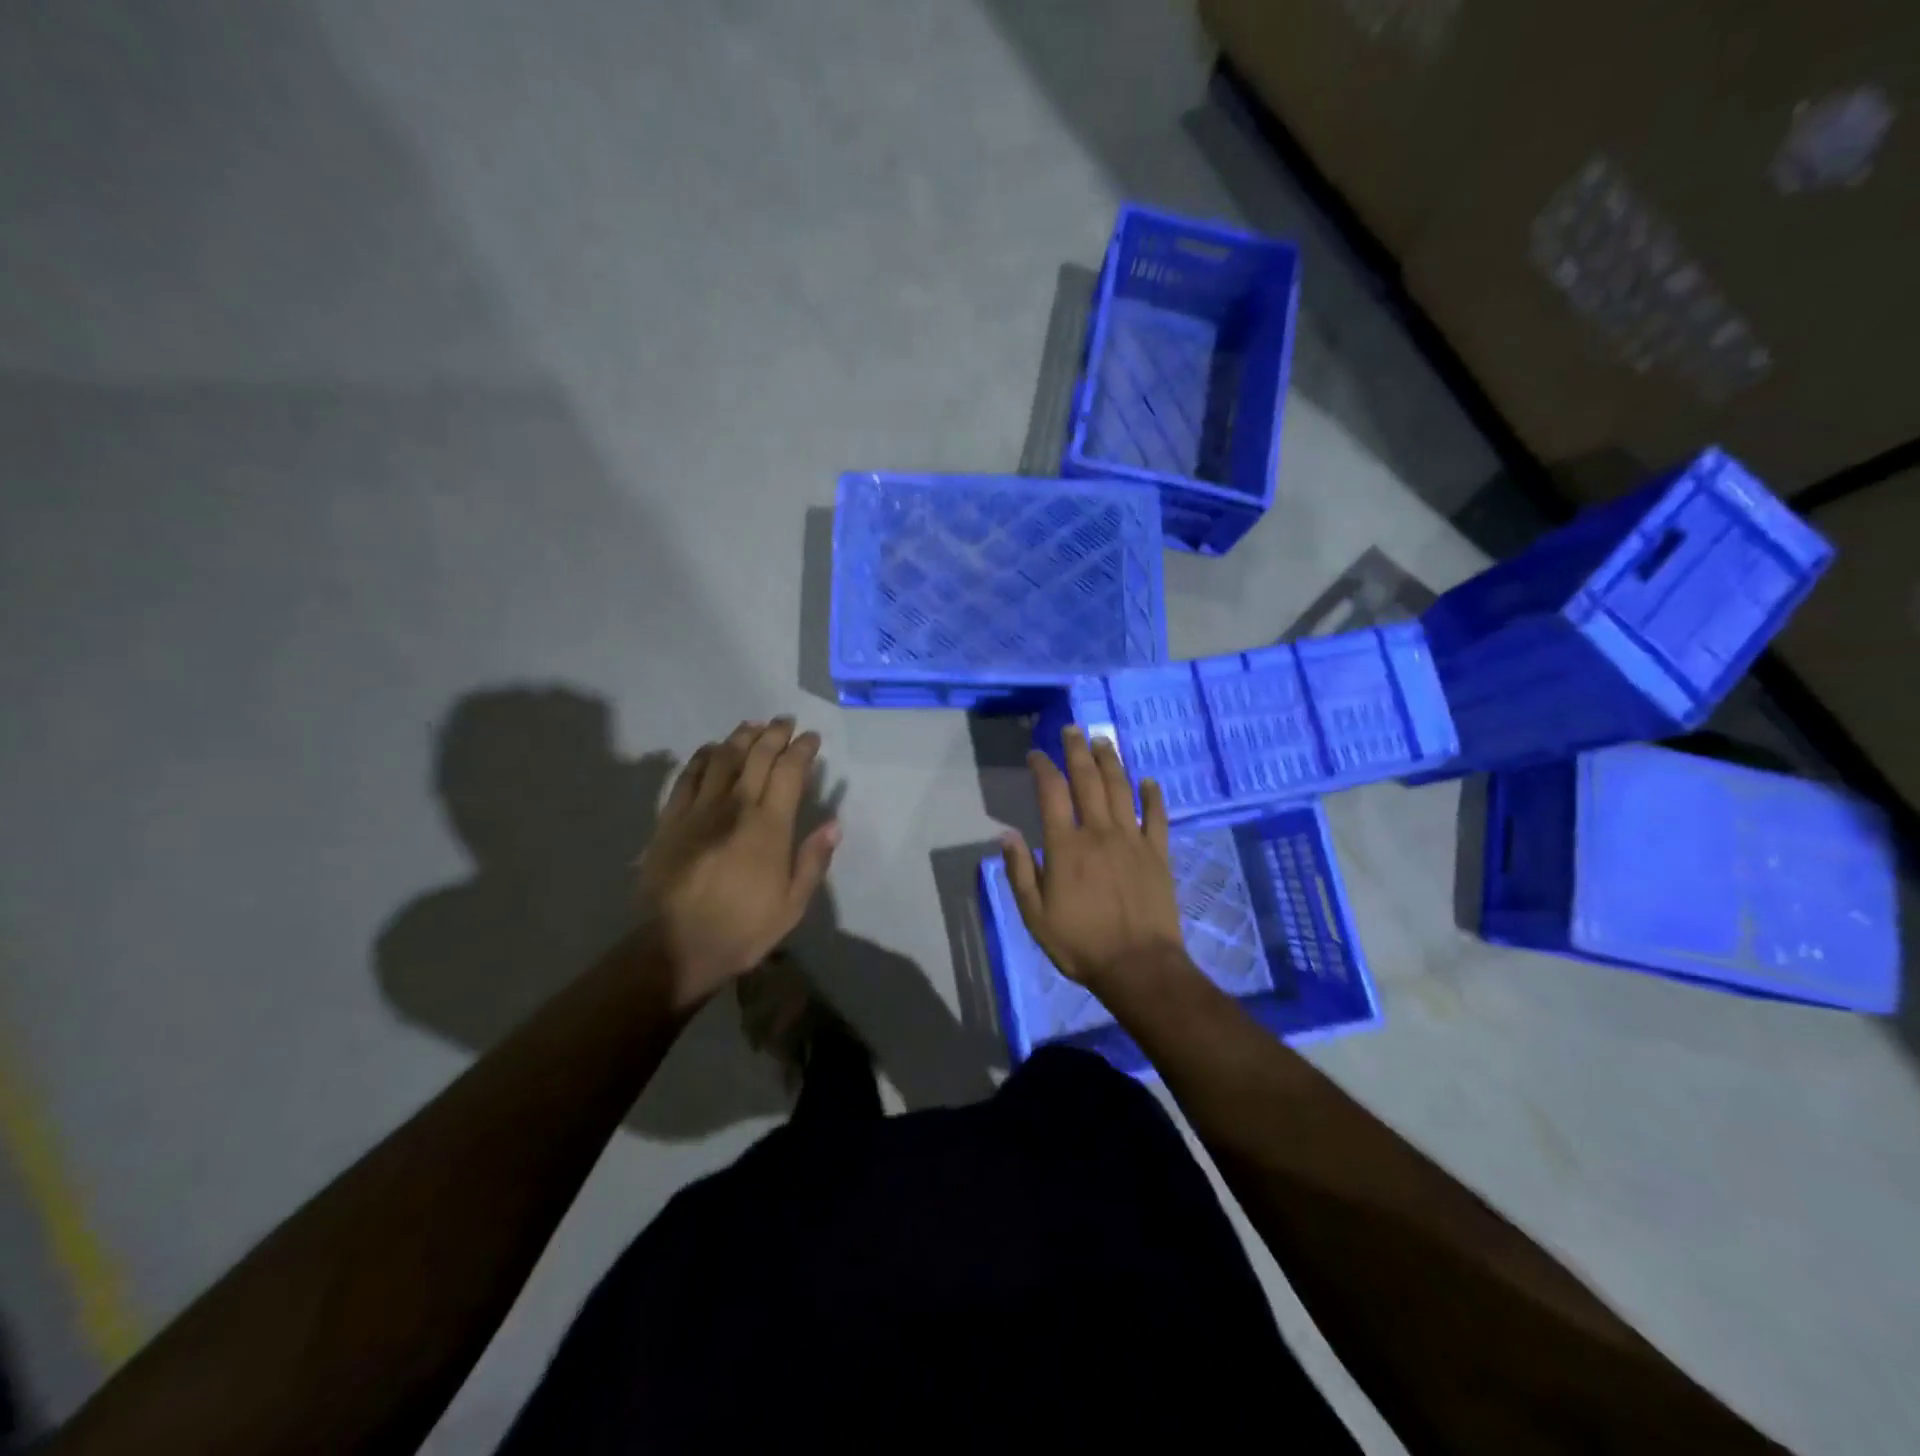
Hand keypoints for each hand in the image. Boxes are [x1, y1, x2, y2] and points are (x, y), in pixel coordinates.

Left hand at [638, 717, 839, 1007]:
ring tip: (753, 726)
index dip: (802, 750)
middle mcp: (736, 807)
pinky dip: (703, 756)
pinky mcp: (671, 819)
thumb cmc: (743, 929)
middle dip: (775, 734)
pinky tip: (712, 749)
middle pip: (757, 756)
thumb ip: (813, 860)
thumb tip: (833, 824)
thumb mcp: (792, 905)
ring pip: (723, 758)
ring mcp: (699, 810)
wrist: (676, 948)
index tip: (811, 739)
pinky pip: (688, 775)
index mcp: (769, 827)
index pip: (790, 772)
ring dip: (741, 737)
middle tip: (785, 723)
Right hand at [1001, 725, 1187, 993]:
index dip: (1043, 768)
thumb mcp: (1035, 915)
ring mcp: (1132, 840)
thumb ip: (1020, 872)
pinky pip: (1157, 816)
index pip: (1052, 794)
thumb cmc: (1080, 943)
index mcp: (1066, 847)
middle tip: (1072, 730)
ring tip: (1103, 741)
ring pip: (1121, 789)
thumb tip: (1006, 835)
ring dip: (1111, 762)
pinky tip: (1149, 780)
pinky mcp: (1158, 854)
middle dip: (1078, 751)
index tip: (1036, 754)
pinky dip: (1153, 796)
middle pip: (1088, 780)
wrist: (1138, 966)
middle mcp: (1099, 833)